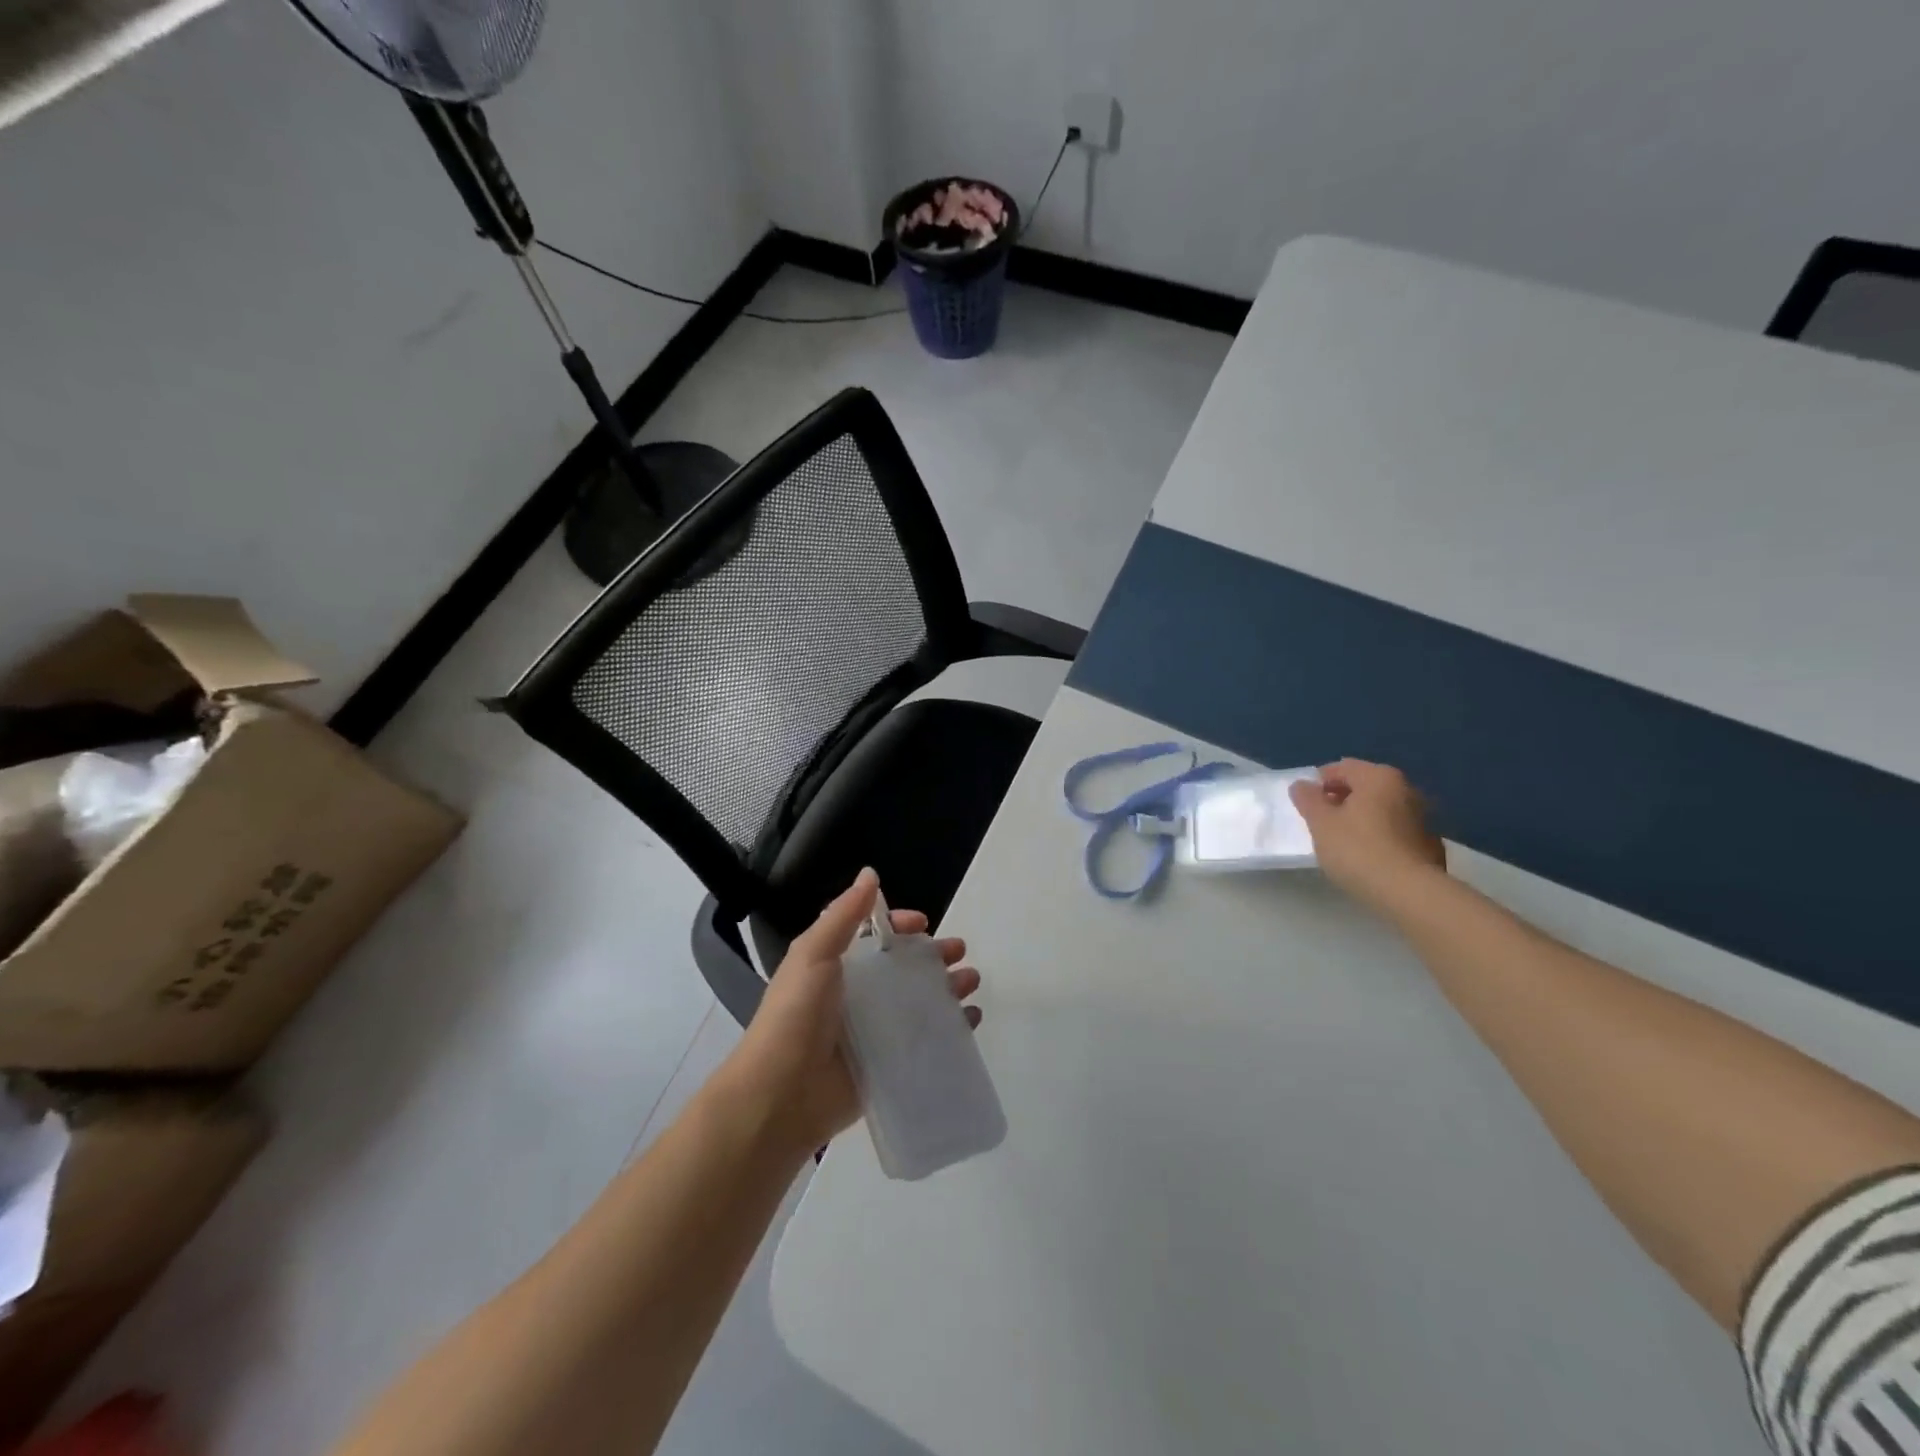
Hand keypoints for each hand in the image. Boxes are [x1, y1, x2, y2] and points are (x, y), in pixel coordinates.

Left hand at [720, 869, 980, 1156]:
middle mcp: (856, 996)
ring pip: (919, 1002)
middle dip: (934, 956)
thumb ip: (843, 915)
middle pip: (903, 968)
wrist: (780, 1096)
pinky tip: (970, 1020)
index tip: (923, 924)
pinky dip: (950, 1028)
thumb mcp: (813, 954)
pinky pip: (925, 1041)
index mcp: (835, 966)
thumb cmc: (795, 1016)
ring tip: (971, 982)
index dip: (900, 927)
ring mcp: (874, 1033)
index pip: (874, 938)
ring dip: (947, 988)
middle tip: (960, 952)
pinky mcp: (888, 1065)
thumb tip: (870, 873)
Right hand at [1289, 759, 1446, 913]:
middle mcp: (1406, 789)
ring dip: (1362, 818)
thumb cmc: (1358, 849)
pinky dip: (1380, 836)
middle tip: (1321, 820)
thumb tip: (1302, 785)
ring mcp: (1424, 818)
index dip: (1319, 782)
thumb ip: (1308, 799)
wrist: (1409, 893)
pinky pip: (1396, 831)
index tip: (1305, 803)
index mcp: (1379, 777)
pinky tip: (1368, 856)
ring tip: (1342, 840)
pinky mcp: (1430, 845)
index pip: (1342, 767)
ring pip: (1382, 810)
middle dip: (1341, 799)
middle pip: (1365, 787)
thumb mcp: (1320, 823)